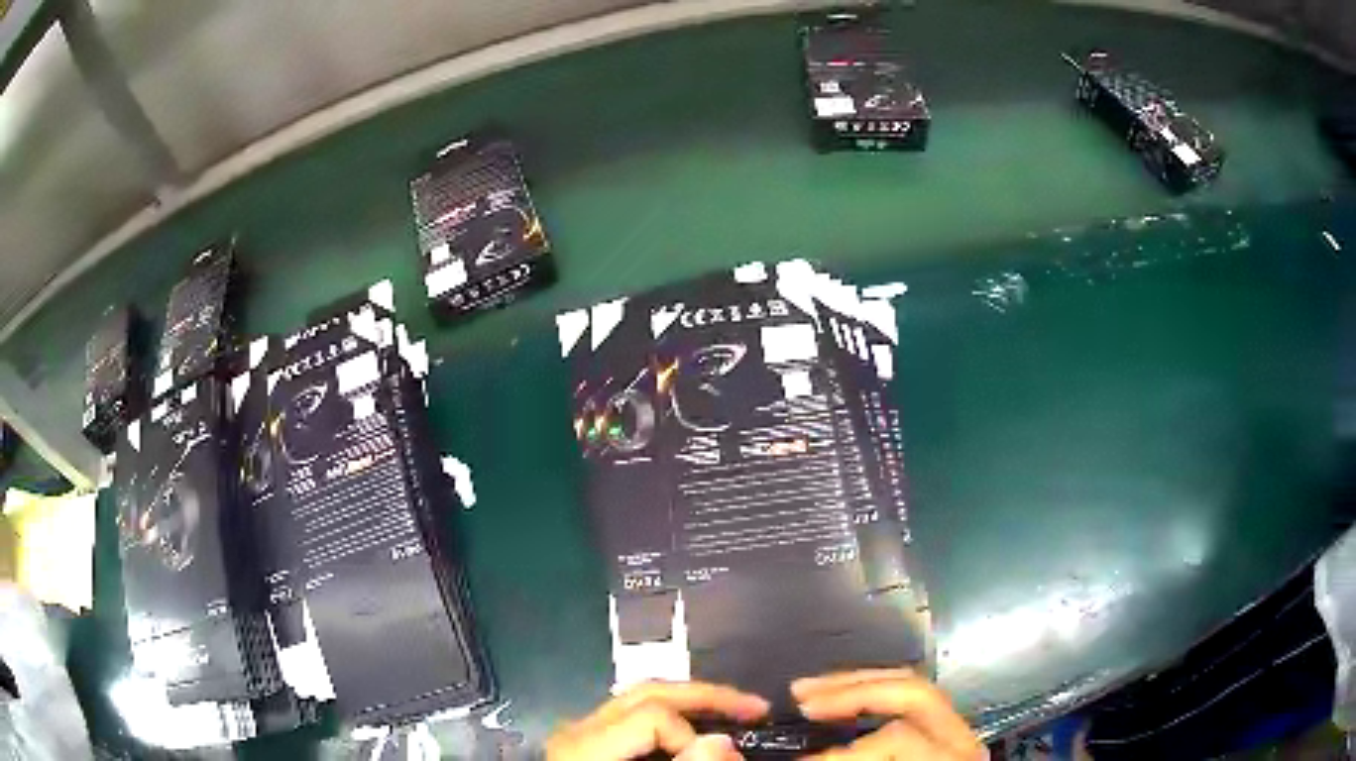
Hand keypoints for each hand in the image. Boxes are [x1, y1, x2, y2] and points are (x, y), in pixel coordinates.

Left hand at [545, 680, 770, 760]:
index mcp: (586, 745)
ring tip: (736, 710)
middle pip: (649, 693)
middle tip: (757, 708)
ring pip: (642, 698)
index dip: (694, 735)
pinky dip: (672, 716)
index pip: (653, 716)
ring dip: (692, 701)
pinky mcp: (587, 742)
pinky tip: (697, 726)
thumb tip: (723, 741)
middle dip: (707, 696)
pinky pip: (633, 716)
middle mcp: (579, 728)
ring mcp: (580, 732)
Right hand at [792, 669, 984, 759]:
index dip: (844, 751)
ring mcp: (959, 733)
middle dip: (853, 692)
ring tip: (812, 691)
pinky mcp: (948, 733)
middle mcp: (962, 741)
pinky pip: (910, 702)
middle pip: (914, 694)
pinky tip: (844, 700)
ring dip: (860, 684)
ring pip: (914, 687)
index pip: (898, 739)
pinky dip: (873, 695)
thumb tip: (807, 760)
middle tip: (802, 699)